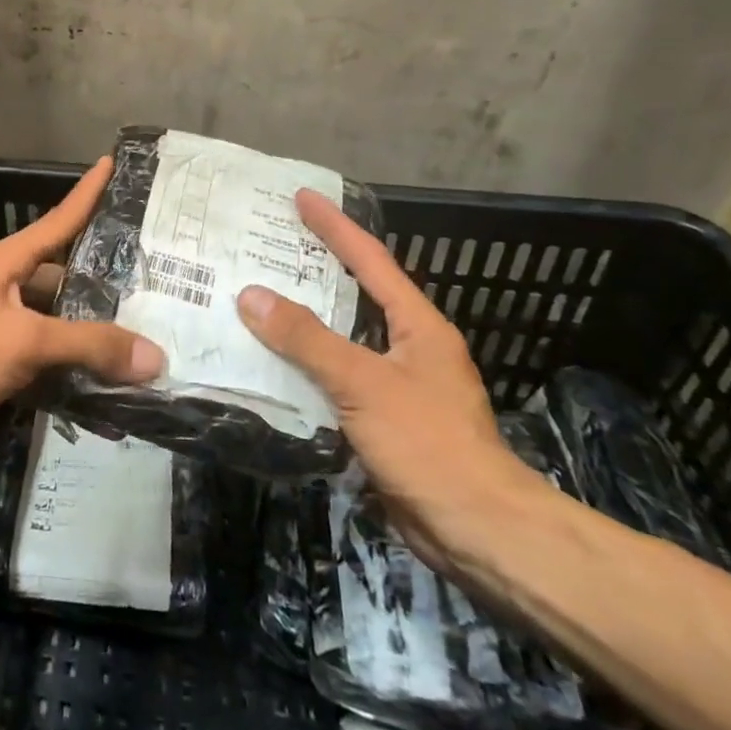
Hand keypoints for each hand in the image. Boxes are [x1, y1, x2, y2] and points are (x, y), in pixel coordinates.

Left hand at [0, 157, 164, 454]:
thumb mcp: (24, 341)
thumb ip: (89, 345)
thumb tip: (155, 356)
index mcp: (4, 262)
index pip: (57, 219)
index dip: (87, 192)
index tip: (112, 163)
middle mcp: (0, 285)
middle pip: (60, 273)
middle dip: (102, 276)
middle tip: (154, 278)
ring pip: (52, 318)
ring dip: (87, 326)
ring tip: (140, 329)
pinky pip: (39, 356)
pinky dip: (68, 362)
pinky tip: (100, 374)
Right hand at [236, 189, 542, 565]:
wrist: (478, 532)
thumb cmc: (429, 444)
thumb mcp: (364, 383)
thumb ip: (307, 339)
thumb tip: (251, 295)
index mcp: (418, 326)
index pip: (371, 261)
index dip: (336, 227)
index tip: (303, 197)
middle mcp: (409, 347)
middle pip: (356, 296)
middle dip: (316, 270)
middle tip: (270, 247)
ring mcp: (397, 386)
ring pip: (341, 341)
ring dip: (304, 323)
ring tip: (258, 301)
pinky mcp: (383, 422)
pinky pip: (335, 380)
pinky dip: (305, 368)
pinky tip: (272, 366)